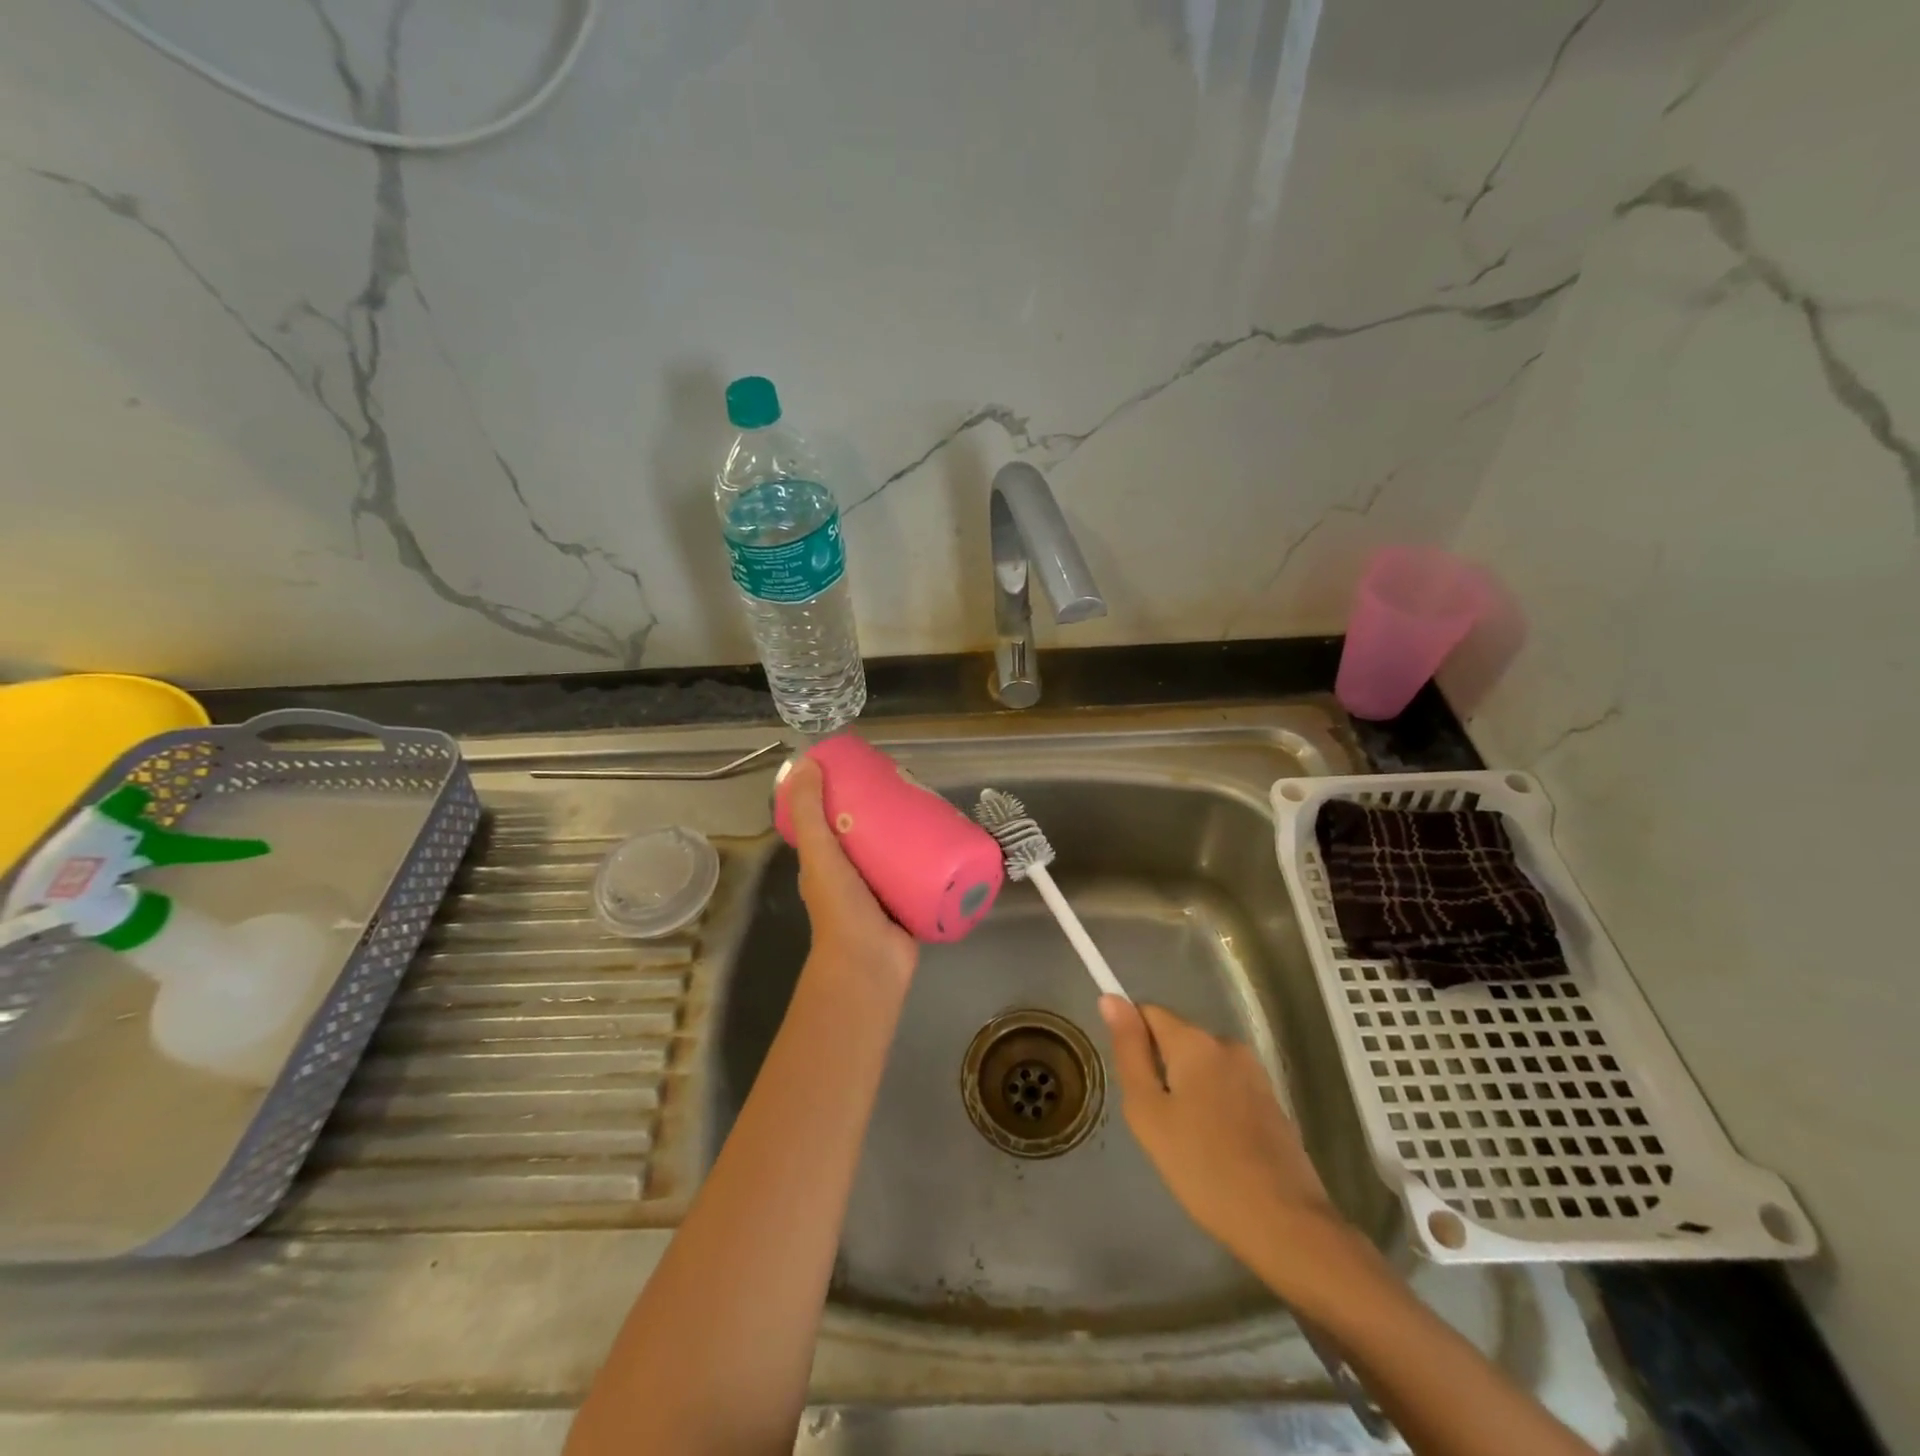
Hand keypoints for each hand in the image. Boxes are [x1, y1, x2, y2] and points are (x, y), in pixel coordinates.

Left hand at [784, 757, 916, 988]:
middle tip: (909, 783)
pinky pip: (921, 872)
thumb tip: (807, 764)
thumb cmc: (841, 908)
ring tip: (932, 803)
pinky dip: (932, 856)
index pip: (833, 820)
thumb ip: (809, 814)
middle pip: (871, 833)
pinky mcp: (909, 901)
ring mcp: (882, 890)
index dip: (846, 794)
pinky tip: (948, 836)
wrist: (871, 964)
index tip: (868, 770)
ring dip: (912, 831)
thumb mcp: (819, 854)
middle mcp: (852, 875)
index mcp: (826, 863)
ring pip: (898, 851)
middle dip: (886, 809)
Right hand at [1100, 998, 1340, 1261]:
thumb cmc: (1203, 1167)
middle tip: (1156, 1123)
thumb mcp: (1148, 1112)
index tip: (1131, 1082)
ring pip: (1201, 1066)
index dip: (1132, 1039)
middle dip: (1160, 1070)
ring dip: (1186, 1089)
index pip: (1148, 1012)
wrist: (1285, 1224)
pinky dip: (1211, 1106)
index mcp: (1194, 1041)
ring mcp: (1254, 1072)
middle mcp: (1227, 1044)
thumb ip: (1129, 1051)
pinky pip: (1225, 1087)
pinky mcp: (1271, 1100)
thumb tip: (1111, 999)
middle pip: (1176, 1039)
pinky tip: (1214, 1148)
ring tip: (1185, 1141)